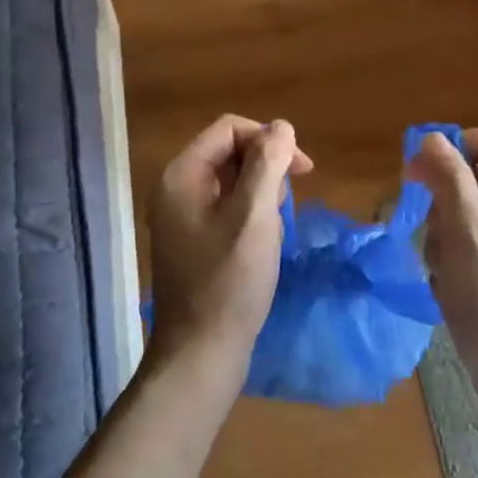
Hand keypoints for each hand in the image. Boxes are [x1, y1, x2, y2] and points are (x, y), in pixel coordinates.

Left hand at [147, 115, 311, 402]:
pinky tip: (263, 242)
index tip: (302, 169)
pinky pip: (224, 208)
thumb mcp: (254, 215)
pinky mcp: (191, 241)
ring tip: (274, 227)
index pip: (229, 129)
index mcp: (181, 175)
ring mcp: (180, 217)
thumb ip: (268, 164)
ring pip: (229, 181)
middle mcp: (174, 189)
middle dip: (265, 167)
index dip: (268, 139)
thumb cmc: (230, 280)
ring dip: (260, 193)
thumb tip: (281, 126)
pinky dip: (249, 215)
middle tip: (286, 202)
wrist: (201, 351)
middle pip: (227, 151)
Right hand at [408, 127, 477, 418]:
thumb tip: (430, 138)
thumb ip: (449, 183)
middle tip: (437, 244)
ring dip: (445, 235)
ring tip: (446, 274)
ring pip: (469, 209)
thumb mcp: (467, 242)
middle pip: (475, 174)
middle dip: (443, 204)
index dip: (445, 154)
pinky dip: (456, 256)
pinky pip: (475, 239)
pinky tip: (453, 288)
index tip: (414, 184)